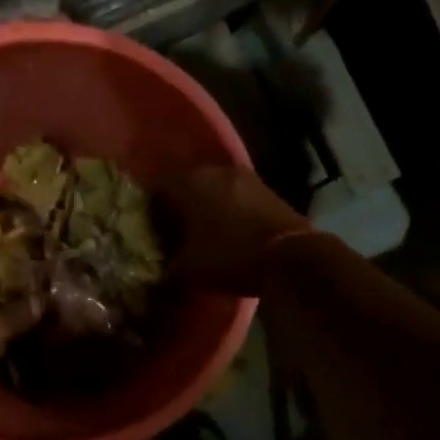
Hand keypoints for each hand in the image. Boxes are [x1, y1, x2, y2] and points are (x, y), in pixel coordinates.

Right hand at [162, 165, 310, 295]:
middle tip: (171, 230)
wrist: (292, 256)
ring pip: (212, 187)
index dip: (149, 207)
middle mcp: (215, 170)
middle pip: (185, 183)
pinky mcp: (266, 188)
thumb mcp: (190, 269)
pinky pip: (234, 194)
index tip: (147, 227)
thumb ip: (168, 265)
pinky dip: (226, 208)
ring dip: (204, 205)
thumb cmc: (233, 256)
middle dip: (177, 205)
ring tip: (199, 231)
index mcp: (190, 182)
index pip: (157, 186)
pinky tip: (226, 229)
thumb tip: (158, 268)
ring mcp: (244, 177)